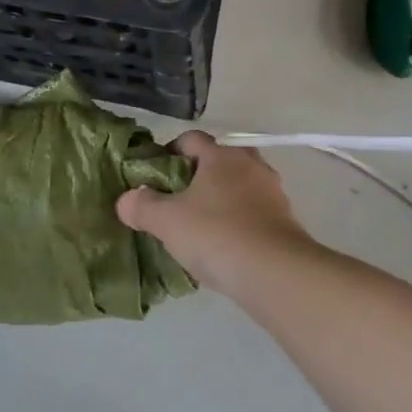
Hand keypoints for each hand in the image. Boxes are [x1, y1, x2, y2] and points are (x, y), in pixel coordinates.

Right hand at [116, 132, 315, 295]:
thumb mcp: (167, 221)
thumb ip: (142, 206)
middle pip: (219, 160)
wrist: (275, 272)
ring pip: (239, 185)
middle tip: (179, 199)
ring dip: (222, 199)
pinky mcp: (285, 219)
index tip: (156, 174)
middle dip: (199, 175)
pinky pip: (254, 211)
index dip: (170, 152)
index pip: (191, 139)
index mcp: (221, 156)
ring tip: (202, 226)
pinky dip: (240, 220)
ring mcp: (272, 191)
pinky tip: (226, 245)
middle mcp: (250, 164)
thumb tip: (126, 199)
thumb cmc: (216, 234)